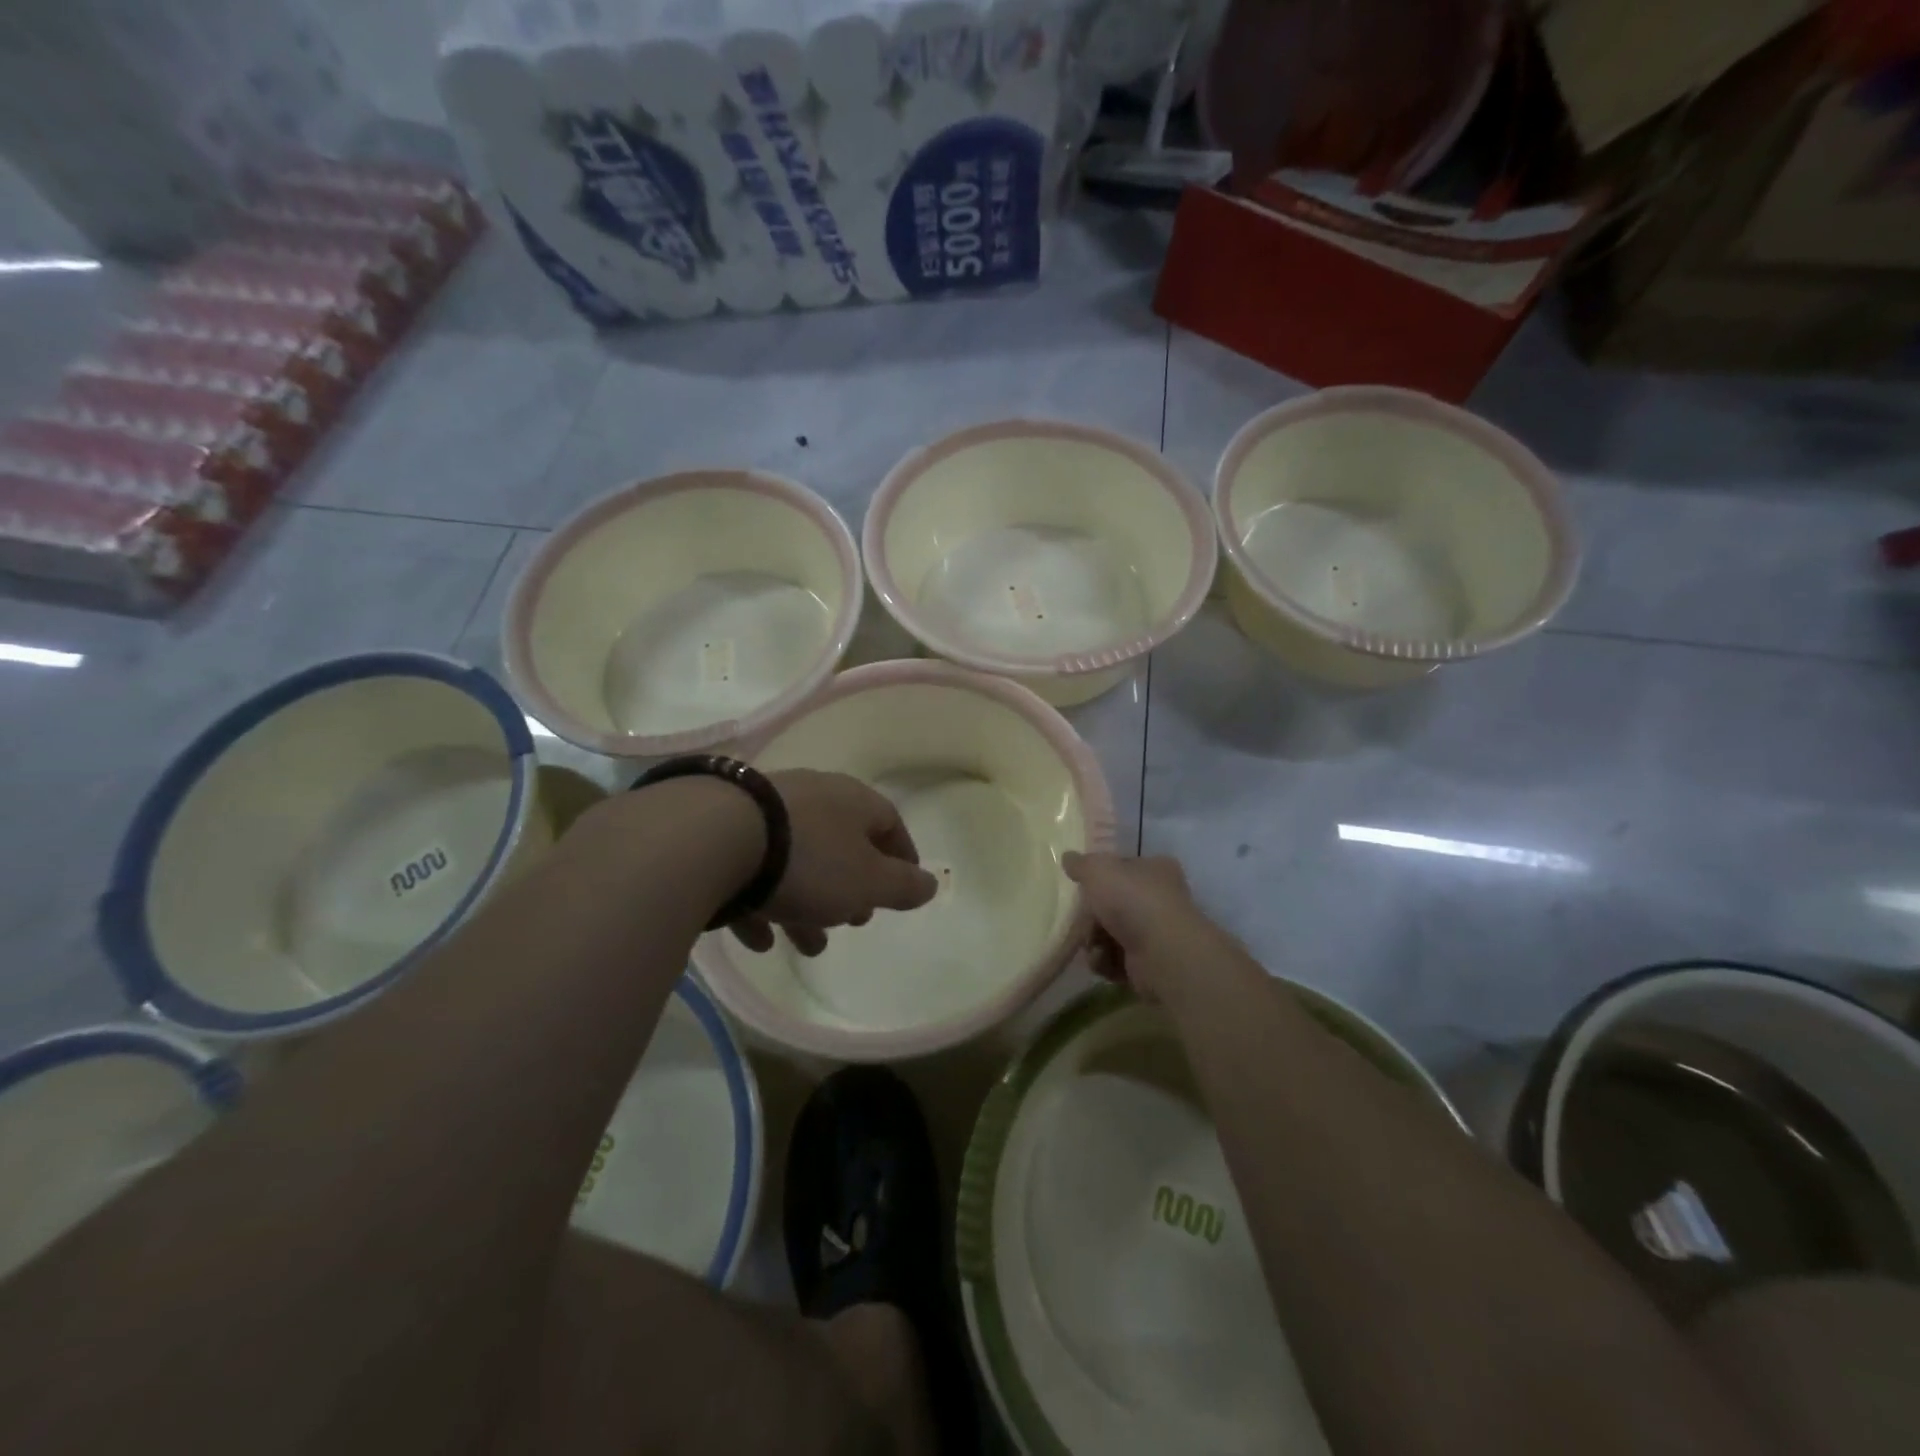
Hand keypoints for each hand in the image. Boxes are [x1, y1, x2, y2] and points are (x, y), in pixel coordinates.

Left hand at [733, 770, 938, 956]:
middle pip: (841, 846)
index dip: (902, 858)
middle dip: (851, 889)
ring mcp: (765, 812)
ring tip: (808, 946)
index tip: (904, 889)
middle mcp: (812, 798)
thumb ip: (903, 886)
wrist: (713, 837)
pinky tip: (759, 939)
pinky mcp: (724, 831)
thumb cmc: (809, 860)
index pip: (889, 824)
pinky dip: (762, 903)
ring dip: (807, 906)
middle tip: (854, 921)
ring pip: (797, 863)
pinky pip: (753, 871)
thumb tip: (931, 884)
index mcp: (852, 801)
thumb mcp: (868, 881)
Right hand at [1063, 852, 1236, 1000]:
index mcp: (1156, 869)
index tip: (1083, 886)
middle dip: (1092, 917)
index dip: (1101, 877)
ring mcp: (1157, 933)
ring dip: (1094, 941)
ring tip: (1092, 946)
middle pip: (1114, 904)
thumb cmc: (1132, 900)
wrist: (1162, 952)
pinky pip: (1116, 959)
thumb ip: (1081, 864)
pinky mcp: (1149, 964)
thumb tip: (1068, 857)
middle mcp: (1160, 899)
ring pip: (1111, 934)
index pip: (1124, 868)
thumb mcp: (1098, 870)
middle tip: (1080, 921)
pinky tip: (1103, 961)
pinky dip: (1105, 961)